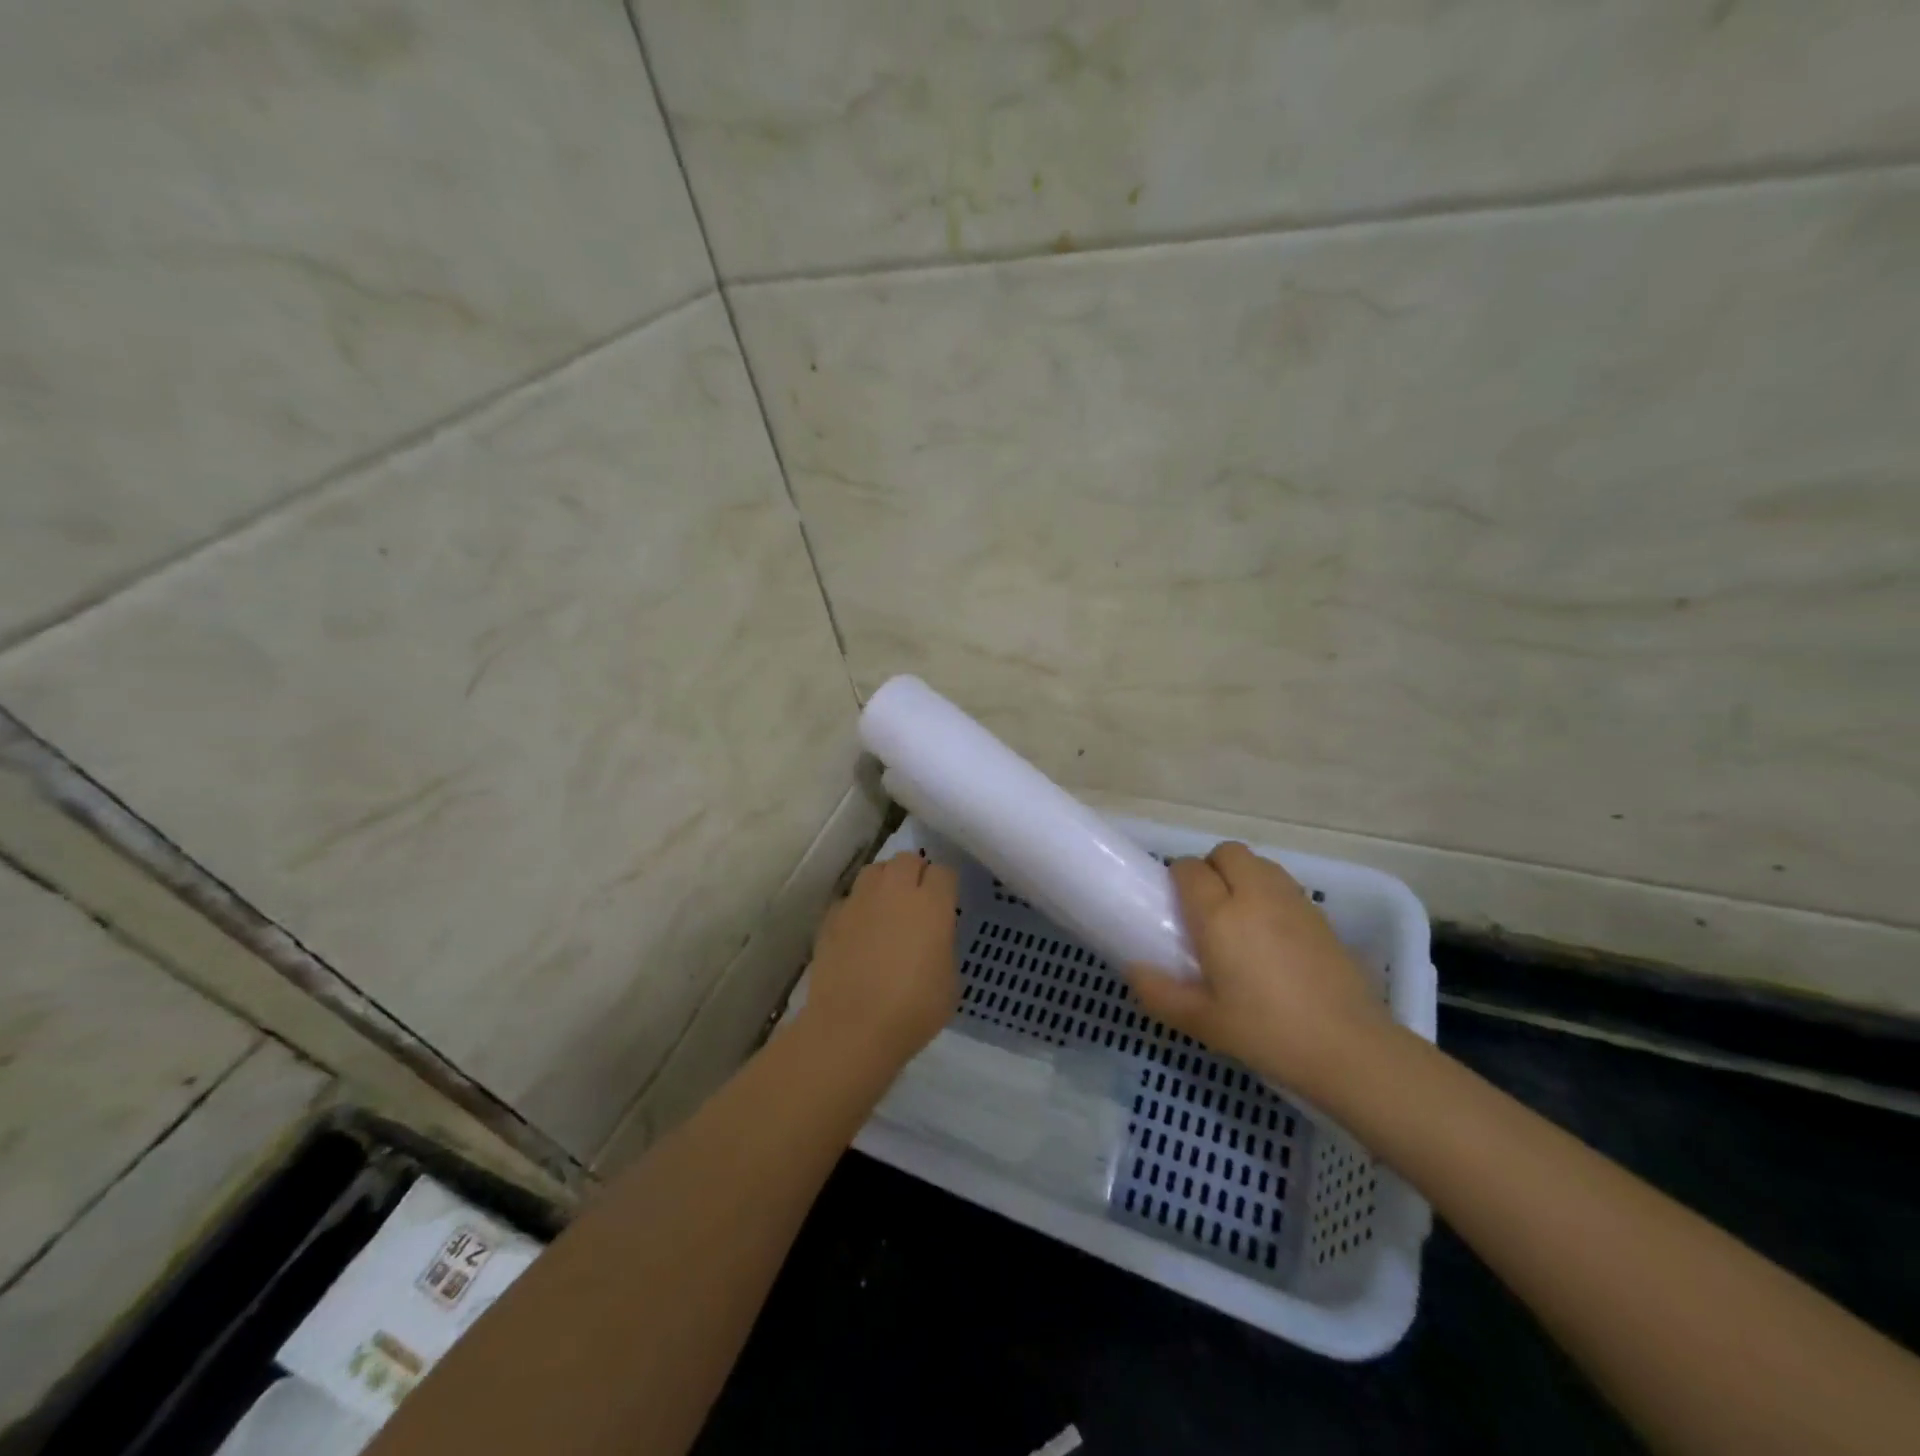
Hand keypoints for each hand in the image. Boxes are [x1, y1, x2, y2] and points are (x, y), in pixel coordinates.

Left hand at [800, 851, 958, 1068]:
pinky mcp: (831, 917)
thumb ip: (943, 947)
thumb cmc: (912, 1010)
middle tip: (916, 901)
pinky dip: (857, 908)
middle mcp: (895, 891)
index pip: (943, 872)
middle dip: (915, 873)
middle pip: (907, 859)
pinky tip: (858, 932)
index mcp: (932, 904)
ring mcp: (859, 901)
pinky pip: (849, 899)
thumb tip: (932, 939)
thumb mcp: (949, 982)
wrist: (852, 1029)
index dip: (945, 886)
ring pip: (875, 871)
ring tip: (886, 908)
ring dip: (884, 882)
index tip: (945, 904)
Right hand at [1126, 843, 1392, 1099]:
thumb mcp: (1202, 1022)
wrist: (1349, 1048)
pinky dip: (1270, 893)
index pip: (1190, 869)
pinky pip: (1284, 884)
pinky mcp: (1320, 916)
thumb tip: (1134, 970)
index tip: (1174, 905)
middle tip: (1206, 906)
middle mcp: (1255, 895)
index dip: (1177, 878)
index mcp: (1219, 915)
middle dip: (1211, 868)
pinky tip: (1271, 933)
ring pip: (1259, 862)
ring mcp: (1292, 901)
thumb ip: (1160, 993)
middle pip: (1227, 853)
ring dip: (1242, 875)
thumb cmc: (1267, 1033)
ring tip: (1239, 916)